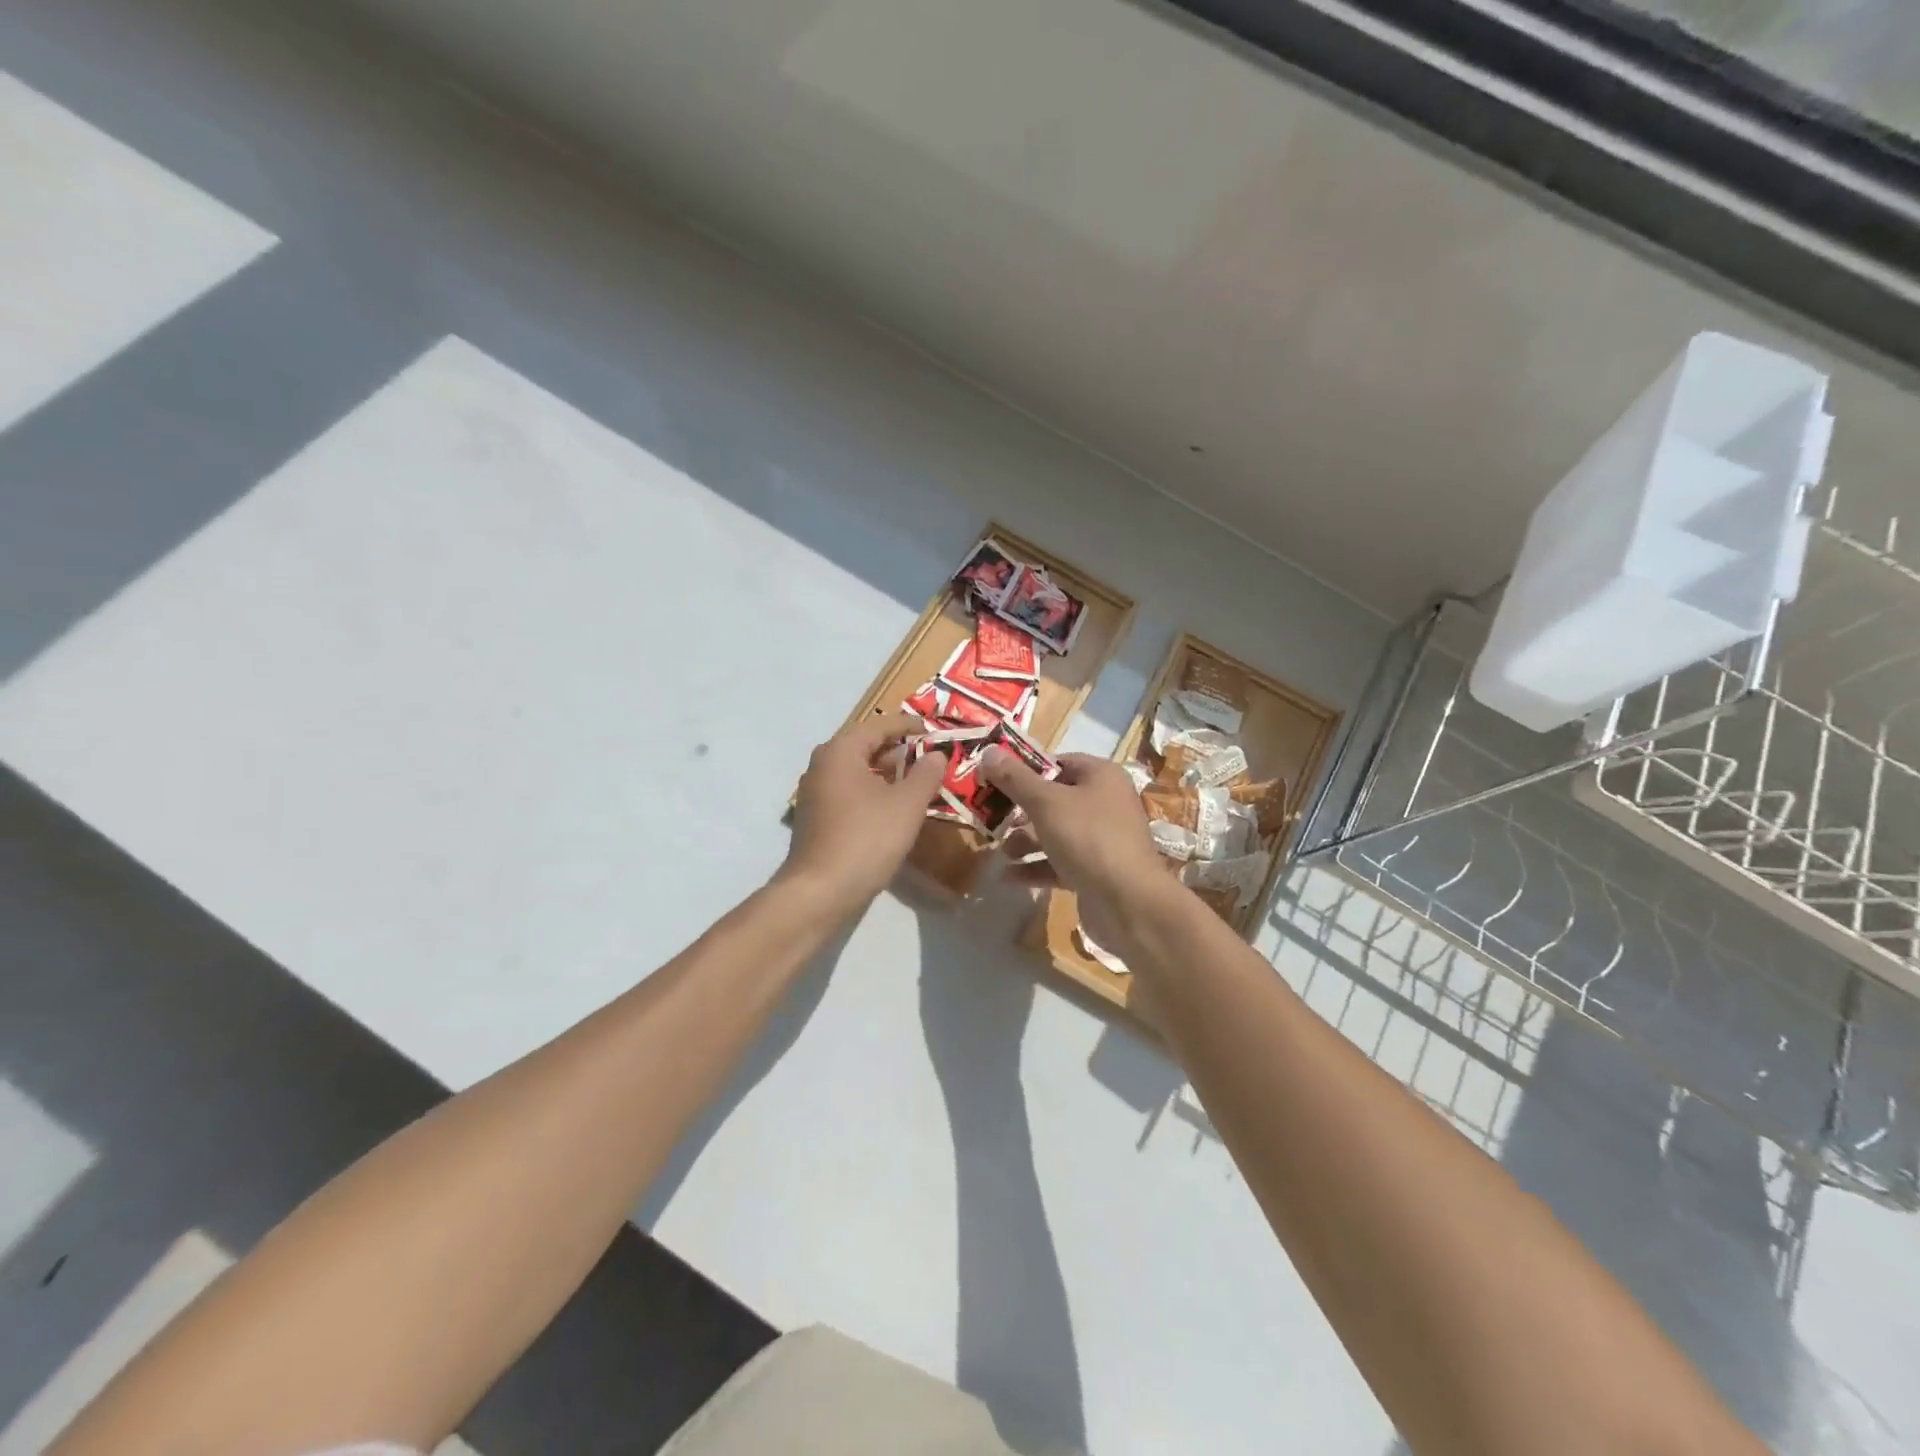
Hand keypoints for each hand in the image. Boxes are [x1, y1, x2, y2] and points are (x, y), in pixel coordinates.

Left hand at [784, 712, 946, 913]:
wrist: (820, 891)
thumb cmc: (866, 838)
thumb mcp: (907, 804)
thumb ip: (925, 774)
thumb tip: (936, 754)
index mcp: (840, 752)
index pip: (878, 725)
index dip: (908, 726)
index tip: (932, 730)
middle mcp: (822, 765)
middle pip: (864, 746)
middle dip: (896, 749)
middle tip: (927, 756)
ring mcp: (814, 793)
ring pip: (855, 771)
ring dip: (884, 772)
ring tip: (915, 781)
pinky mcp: (815, 819)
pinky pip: (848, 792)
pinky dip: (871, 792)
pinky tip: (892, 808)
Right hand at [979, 749, 1174, 950]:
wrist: (1129, 903)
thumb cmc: (1088, 838)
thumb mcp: (1046, 803)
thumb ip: (1015, 778)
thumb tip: (988, 751)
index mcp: (1101, 776)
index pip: (1058, 762)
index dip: (1026, 770)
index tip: (995, 780)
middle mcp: (1105, 803)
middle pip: (1054, 798)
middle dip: (1021, 810)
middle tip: (991, 817)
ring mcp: (1102, 839)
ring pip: (1055, 832)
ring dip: (1025, 841)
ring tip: (1000, 852)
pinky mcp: (1096, 870)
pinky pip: (1060, 862)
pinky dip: (1036, 866)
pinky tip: (1008, 877)